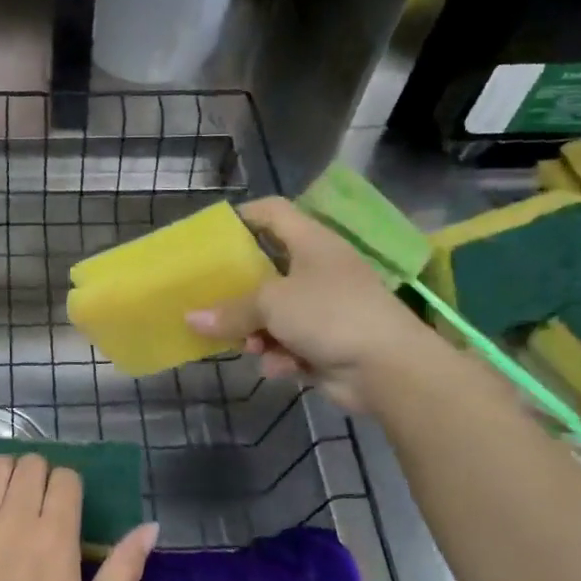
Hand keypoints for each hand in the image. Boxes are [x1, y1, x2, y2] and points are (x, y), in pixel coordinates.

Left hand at [0, 454, 156, 580]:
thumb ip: (123, 570)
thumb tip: (151, 527)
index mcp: (55, 535)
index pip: (67, 477)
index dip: (69, 487)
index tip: (65, 509)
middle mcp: (15, 516)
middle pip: (32, 464)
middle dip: (40, 476)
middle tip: (36, 504)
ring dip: (6, 473)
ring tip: (6, 498)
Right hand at [186, 196, 433, 411]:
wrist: (389, 367)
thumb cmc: (329, 314)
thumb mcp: (271, 304)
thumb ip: (230, 310)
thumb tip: (191, 318)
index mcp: (311, 243)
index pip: (274, 212)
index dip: (243, 216)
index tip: (212, 235)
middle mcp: (318, 269)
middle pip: (267, 270)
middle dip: (239, 292)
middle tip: (212, 302)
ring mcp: (325, 307)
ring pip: (274, 313)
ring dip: (257, 332)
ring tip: (249, 347)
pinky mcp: (327, 341)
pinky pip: (290, 343)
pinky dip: (281, 355)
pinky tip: (279, 368)